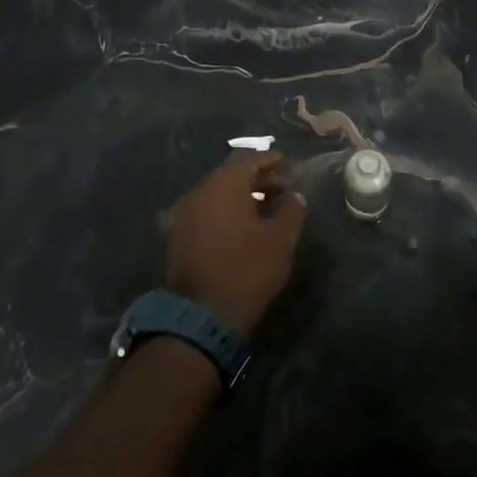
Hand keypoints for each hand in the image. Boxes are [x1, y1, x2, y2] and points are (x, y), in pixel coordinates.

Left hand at [166, 151, 307, 336]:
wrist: (202, 315)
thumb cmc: (247, 269)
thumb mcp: (280, 240)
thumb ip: (291, 211)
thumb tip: (295, 196)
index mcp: (223, 186)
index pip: (249, 160)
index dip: (271, 161)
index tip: (289, 164)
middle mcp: (200, 193)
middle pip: (232, 175)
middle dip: (259, 179)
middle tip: (283, 188)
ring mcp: (186, 215)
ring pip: (219, 194)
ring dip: (243, 196)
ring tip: (268, 208)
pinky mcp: (181, 236)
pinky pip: (209, 212)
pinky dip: (228, 211)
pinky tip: (246, 226)